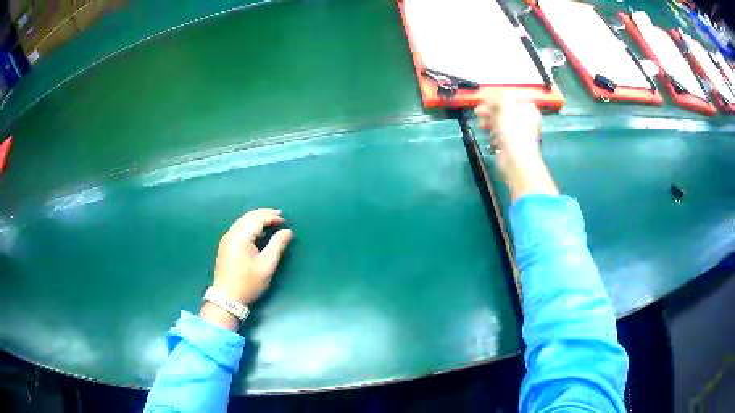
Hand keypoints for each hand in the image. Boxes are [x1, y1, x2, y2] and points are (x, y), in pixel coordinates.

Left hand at [201, 209, 292, 329]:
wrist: (227, 297)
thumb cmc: (248, 282)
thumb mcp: (267, 265)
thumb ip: (277, 245)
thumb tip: (287, 231)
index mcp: (241, 236)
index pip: (258, 219)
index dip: (272, 217)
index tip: (285, 221)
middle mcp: (232, 233)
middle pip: (248, 217)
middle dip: (264, 214)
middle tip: (279, 214)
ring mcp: (226, 239)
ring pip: (242, 221)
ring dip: (256, 218)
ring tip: (270, 220)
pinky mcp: (225, 245)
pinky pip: (238, 227)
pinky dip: (249, 224)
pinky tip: (257, 231)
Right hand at [475, 95, 557, 200]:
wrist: (516, 161)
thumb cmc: (513, 131)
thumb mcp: (504, 106)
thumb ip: (498, 98)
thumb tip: (492, 98)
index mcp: (528, 109)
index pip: (510, 98)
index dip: (496, 98)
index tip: (483, 101)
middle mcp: (526, 120)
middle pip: (505, 110)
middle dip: (490, 111)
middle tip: (478, 113)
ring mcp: (519, 134)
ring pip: (501, 123)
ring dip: (489, 123)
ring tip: (480, 125)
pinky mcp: (512, 145)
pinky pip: (500, 136)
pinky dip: (493, 135)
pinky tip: (489, 137)